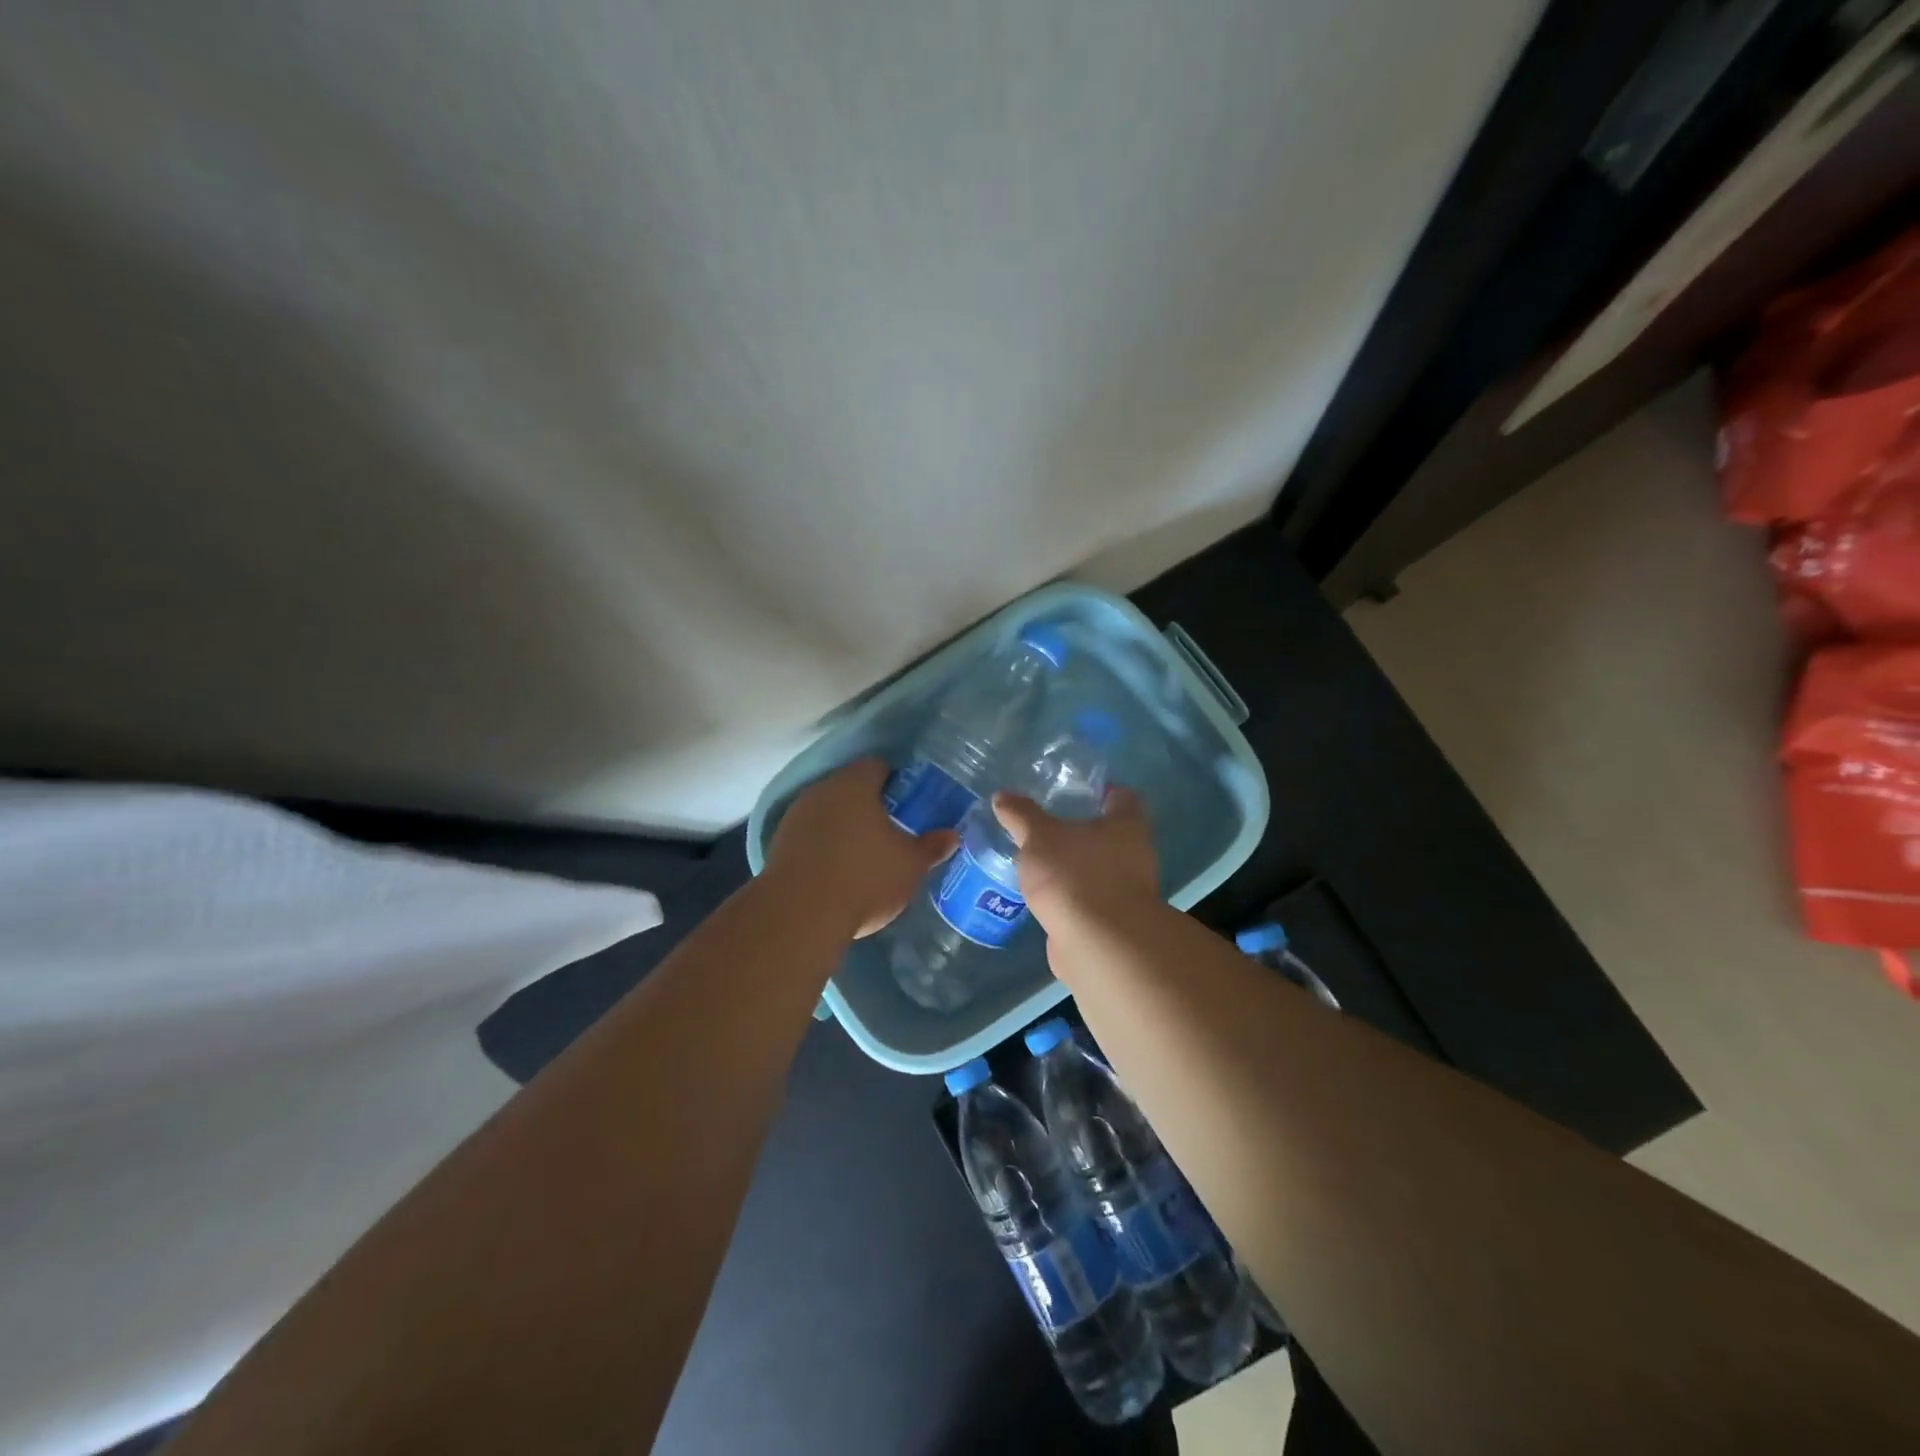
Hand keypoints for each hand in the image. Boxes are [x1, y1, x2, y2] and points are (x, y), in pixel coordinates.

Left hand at [765, 758, 957, 938]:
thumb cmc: (864, 878)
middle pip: (849, 787)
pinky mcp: (779, 844)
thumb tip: (951, 835)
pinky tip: (837, 871)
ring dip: (843, 825)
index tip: (908, 804)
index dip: (895, 781)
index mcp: (855, 784)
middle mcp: (822, 790)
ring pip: (827, 811)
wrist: (799, 914)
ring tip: (863, 854)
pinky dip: (823, 846)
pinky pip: (809, 835)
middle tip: (890, 830)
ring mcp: (795, 816)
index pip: (877, 766)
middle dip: (868, 804)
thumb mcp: (909, 865)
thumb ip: (931, 846)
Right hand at [990, 786, 1158, 928]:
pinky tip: (1045, 895)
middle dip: (1083, 832)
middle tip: (1049, 826)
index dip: (1103, 791)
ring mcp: (1127, 892)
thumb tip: (1002, 796)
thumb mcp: (1039, 836)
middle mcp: (1136, 855)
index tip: (1078, 791)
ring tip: (1040, 861)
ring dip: (1076, 866)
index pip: (1123, 797)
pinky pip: (1090, 900)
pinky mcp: (1112, 923)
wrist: (1097, 944)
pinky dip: (1071, 896)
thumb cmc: (1075, 874)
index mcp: (1127, 826)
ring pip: (1099, 870)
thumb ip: (1021, 815)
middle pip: (1112, 835)